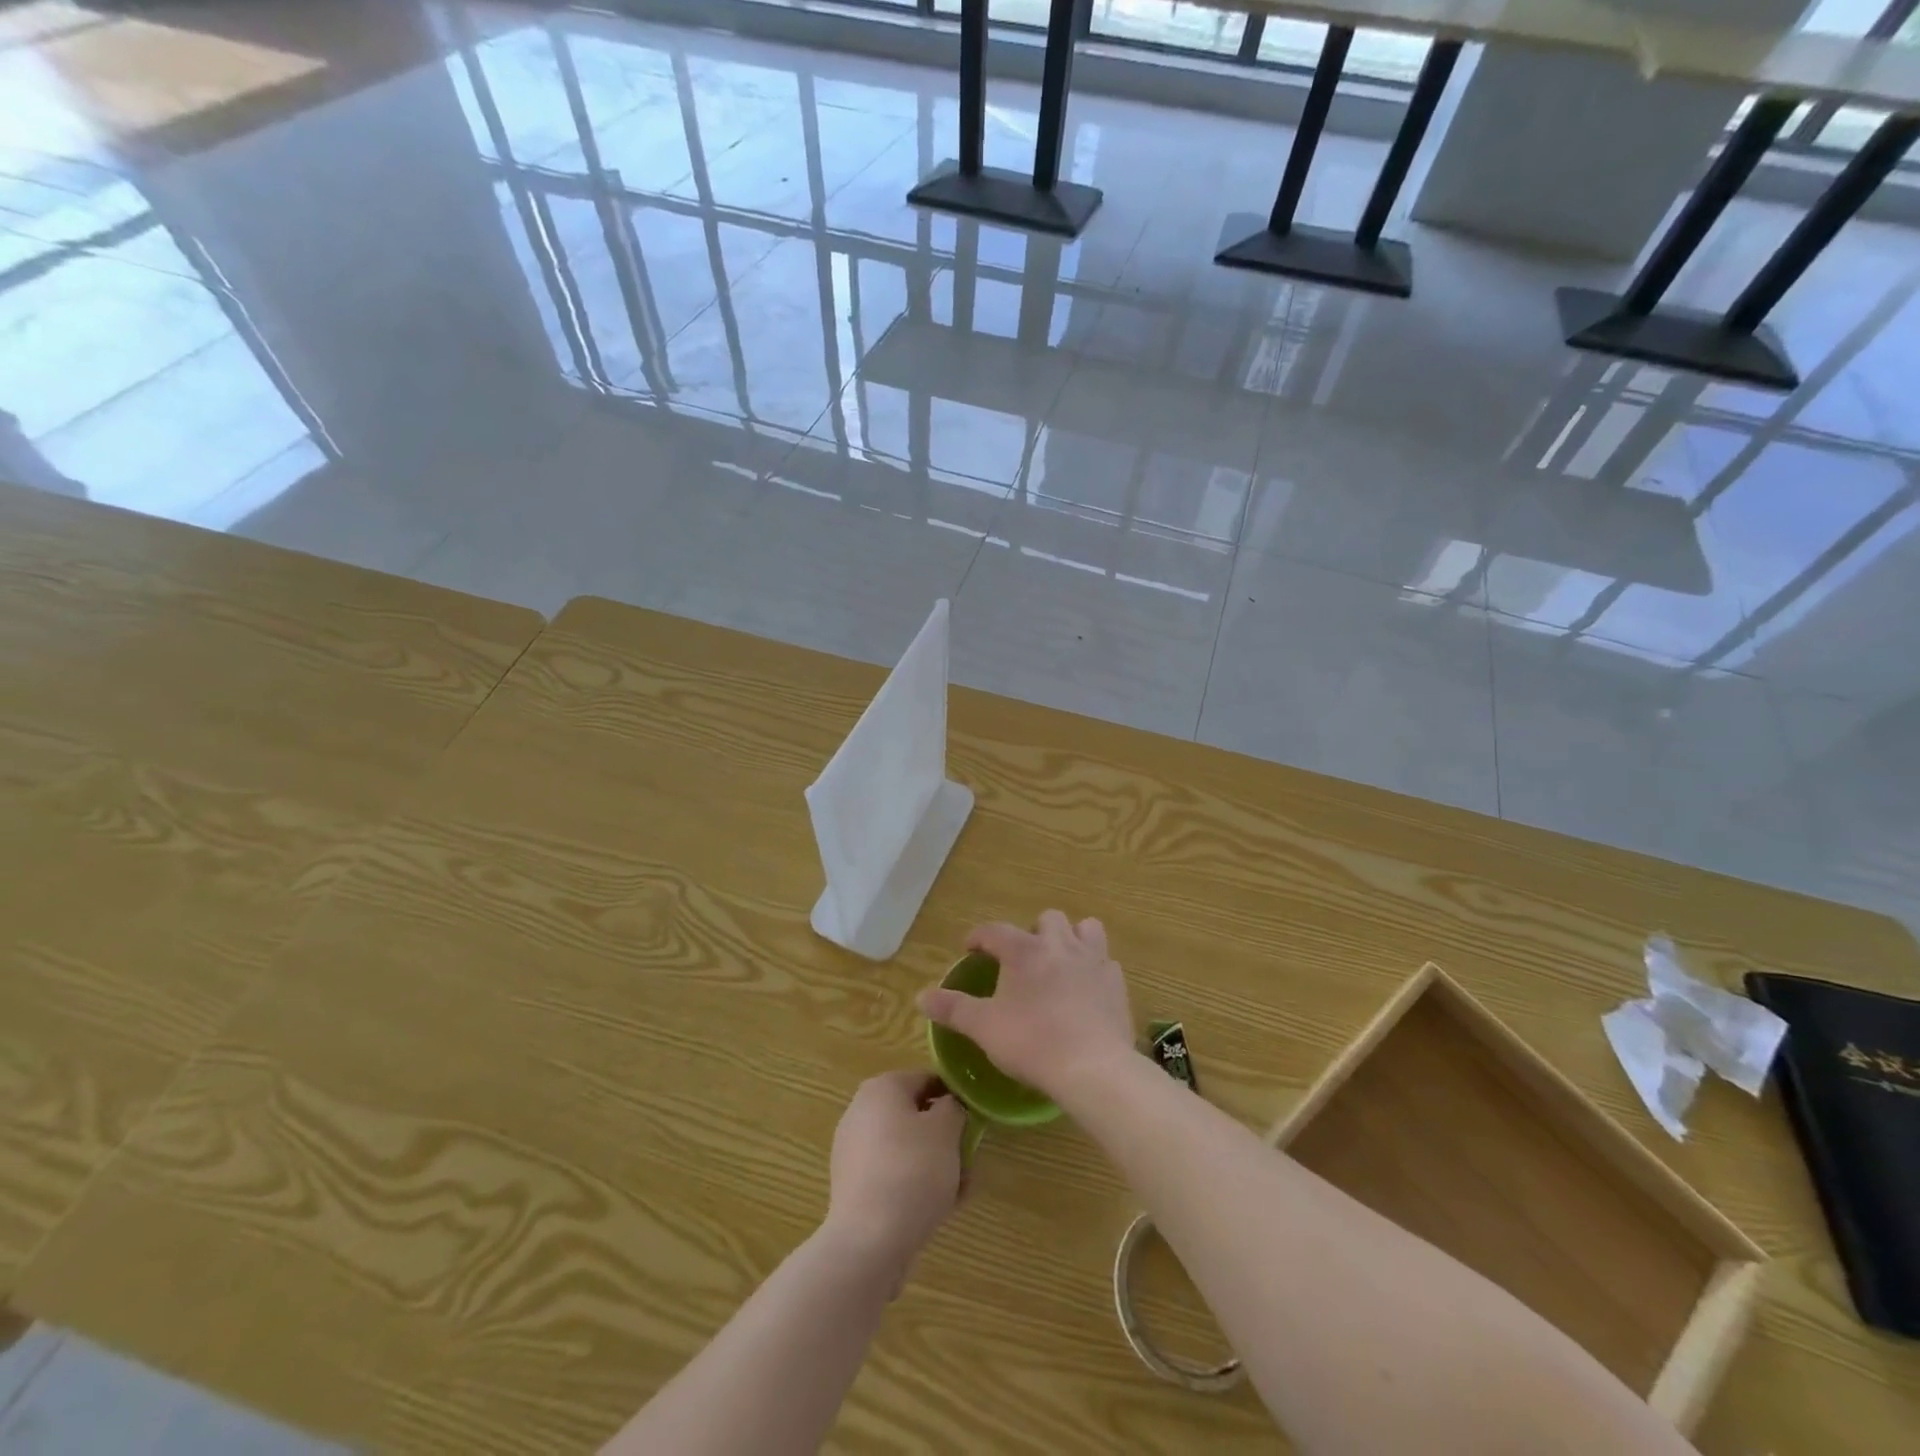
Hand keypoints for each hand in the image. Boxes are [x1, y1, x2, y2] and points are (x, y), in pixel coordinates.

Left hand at [825, 1071, 967, 1273]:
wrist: (868, 1242)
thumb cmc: (912, 1171)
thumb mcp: (947, 1130)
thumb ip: (954, 1108)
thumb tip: (949, 1107)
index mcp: (882, 1087)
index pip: (928, 1080)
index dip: (955, 1098)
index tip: (974, 1123)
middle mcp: (861, 1110)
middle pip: (916, 1116)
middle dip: (946, 1138)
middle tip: (967, 1162)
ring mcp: (853, 1150)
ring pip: (907, 1148)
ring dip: (935, 1164)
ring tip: (958, 1192)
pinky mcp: (852, 1186)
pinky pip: (892, 1174)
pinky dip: (914, 1185)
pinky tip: (936, 1210)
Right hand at [918, 912, 1133, 1103]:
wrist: (1093, 1067)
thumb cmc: (1032, 1042)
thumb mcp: (984, 1027)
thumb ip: (953, 1009)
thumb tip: (920, 996)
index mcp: (1024, 951)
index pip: (995, 930)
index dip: (979, 937)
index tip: (971, 948)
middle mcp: (1060, 944)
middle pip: (1047, 919)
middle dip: (1033, 932)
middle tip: (1022, 959)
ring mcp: (1093, 960)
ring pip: (1086, 928)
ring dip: (1072, 938)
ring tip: (1061, 961)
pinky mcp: (1117, 982)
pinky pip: (1106, 962)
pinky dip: (1095, 968)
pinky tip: (1087, 989)